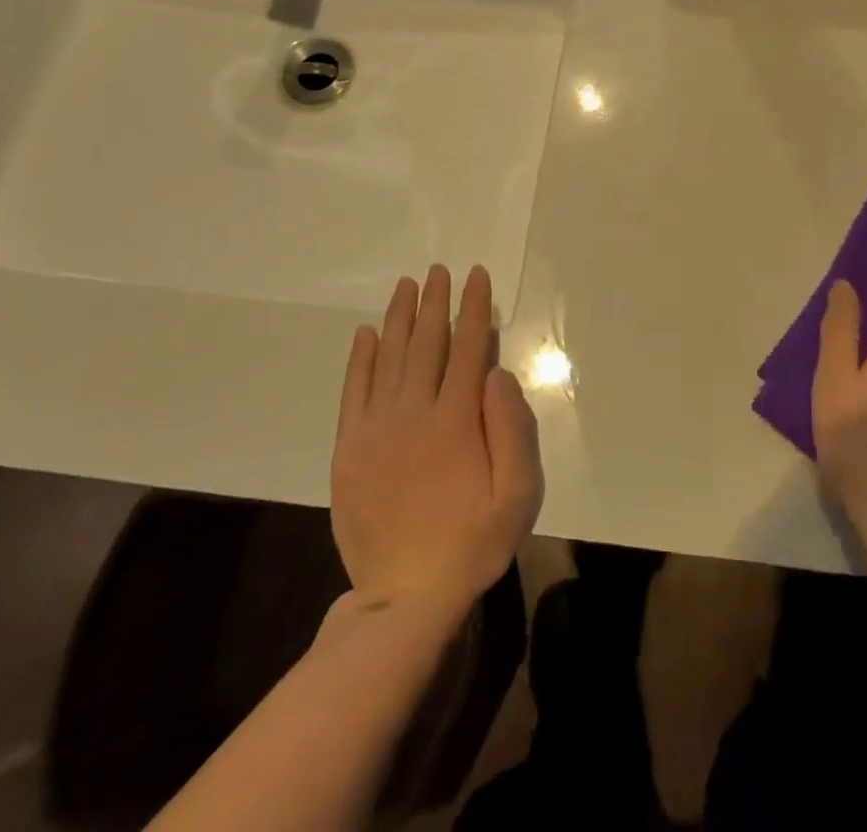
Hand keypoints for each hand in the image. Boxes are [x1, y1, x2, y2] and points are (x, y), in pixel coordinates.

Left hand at [331, 265, 542, 619]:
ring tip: (406, 286)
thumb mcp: (518, 493)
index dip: (473, 307)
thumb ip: (512, 428)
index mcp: (456, 419)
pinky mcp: (349, 448)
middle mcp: (414, 411)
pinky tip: (365, 334)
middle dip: (435, 302)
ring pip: (388, 357)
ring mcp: (376, 428)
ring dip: (398, 318)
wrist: (405, 596)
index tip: (475, 276)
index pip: (468, 347)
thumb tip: (497, 373)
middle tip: (438, 270)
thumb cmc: (473, 542)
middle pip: (426, 342)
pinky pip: (354, 390)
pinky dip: (359, 358)